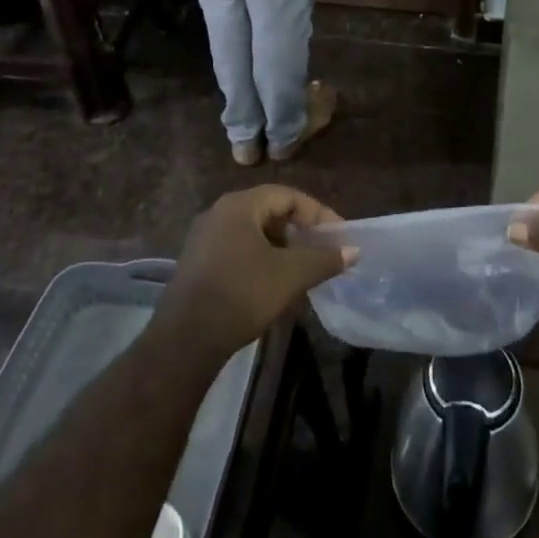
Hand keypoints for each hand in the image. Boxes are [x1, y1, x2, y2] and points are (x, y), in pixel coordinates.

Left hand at [156, 186, 352, 362]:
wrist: (185, 341)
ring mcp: (205, 237)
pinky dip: (262, 257)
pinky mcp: (198, 261)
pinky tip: (275, 282)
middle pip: (270, 210)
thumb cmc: (241, 295)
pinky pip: (239, 247)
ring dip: (282, 245)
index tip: (339, 236)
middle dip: (300, 229)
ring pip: (254, 231)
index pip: (288, 196)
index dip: (318, 214)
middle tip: (323, 250)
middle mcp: (219, 212)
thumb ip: (324, 259)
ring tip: (304, 268)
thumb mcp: (290, 275)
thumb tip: (354, 251)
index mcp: (240, 205)